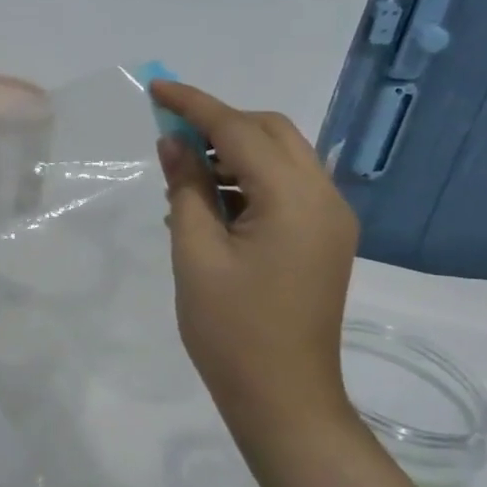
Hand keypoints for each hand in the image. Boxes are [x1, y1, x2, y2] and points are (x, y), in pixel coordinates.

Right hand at [151, 81, 358, 436]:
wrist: (284, 399)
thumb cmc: (231, 330)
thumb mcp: (195, 252)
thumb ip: (186, 187)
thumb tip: (173, 142)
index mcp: (295, 199)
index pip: (240, 130)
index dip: (195, 105)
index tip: (156, 87)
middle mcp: (324, 198)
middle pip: (271, 132)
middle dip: (220, 123)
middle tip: (170, 133)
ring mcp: (330, 219)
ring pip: (281, 157)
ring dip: (234, 151)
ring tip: (183, 171)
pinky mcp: (324, 238)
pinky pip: (286, 187)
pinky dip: (249, 179)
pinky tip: (210, 201)